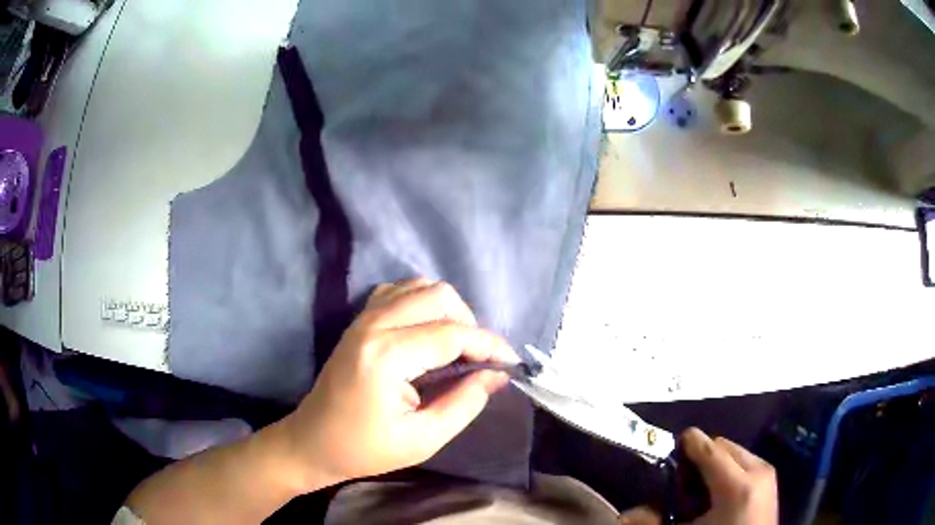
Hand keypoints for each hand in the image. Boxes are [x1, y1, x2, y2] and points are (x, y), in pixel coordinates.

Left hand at [280, 279, 516, 488]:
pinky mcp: (359, 320)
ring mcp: (363, 318)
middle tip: (477, 360)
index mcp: (386, 356)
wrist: (312, 441)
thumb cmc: (365, 449)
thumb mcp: (423, 439)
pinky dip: (423, 304)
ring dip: (447, 311)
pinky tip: (427, 333)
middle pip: (439, 296)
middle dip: (469, 324)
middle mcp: (374, 324)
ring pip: (420, 286)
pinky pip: (400, 291)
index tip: (510, 363)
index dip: (489, 345)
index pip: (452, 334)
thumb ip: (465, 403)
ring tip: (455, 347)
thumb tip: (496, 375)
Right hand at [618, 428, 777, 524]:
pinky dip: (729, 470)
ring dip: (715, 463)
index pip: (709, 448)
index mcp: (737, 486)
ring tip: (702, 490)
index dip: (687, 443)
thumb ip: (655, 522)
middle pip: (722, 445)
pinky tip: (720, 494)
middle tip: (684, 482)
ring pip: (734, 451)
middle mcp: (757, 470)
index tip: (670, 449)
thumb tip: (627, 514)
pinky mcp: (771, 479)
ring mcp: (767, 473)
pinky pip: (745, 461)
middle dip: (701, 458)